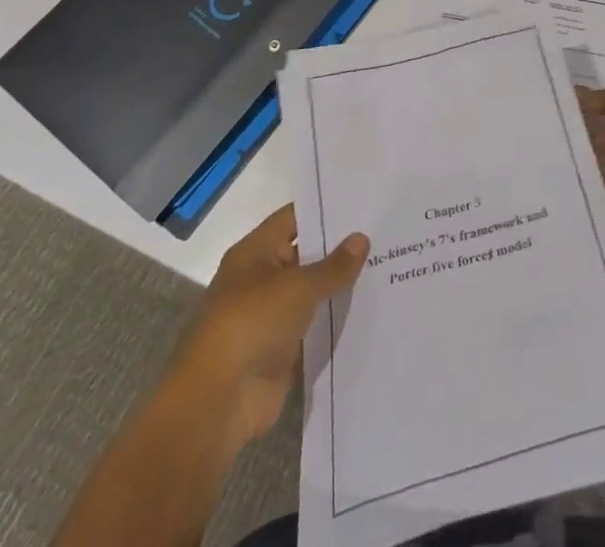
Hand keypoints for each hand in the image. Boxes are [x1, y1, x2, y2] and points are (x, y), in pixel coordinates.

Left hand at [168, 204, 367, 452]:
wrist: (219, 401)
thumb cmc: (253, 323)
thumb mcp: (298, 287)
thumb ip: (333, 265)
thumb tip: (361, 238)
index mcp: (255, 252)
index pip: (294, 218)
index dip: (325, 209)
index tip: (362, 203)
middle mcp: (261, 278)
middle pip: (305, 254)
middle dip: (339, 247)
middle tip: (382, 233)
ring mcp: (270, 315)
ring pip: (312, 292)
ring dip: (339, 285)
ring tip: (385, 266)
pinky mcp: (281, 349)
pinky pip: (314, 326)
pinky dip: (335, 319)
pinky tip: (370, 308)